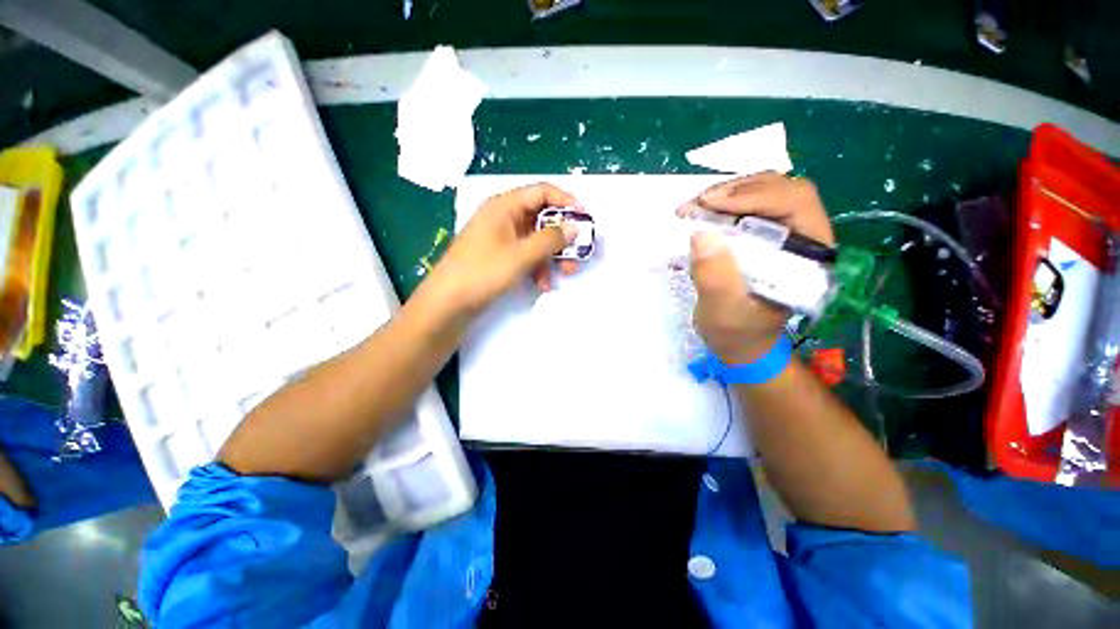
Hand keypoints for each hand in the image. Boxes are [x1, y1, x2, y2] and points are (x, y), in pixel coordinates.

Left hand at [428, 183, 581, 314]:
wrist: (448, 304)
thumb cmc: (482, 272)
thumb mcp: (521, 255)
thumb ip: (550, 240)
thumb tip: (574, 228)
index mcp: (504, 206)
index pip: (542, 192)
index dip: (566, 202)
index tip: (585, 220)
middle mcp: (503, 217)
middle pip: (542, 217)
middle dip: (562, 236)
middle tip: (578, 253)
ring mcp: (501, 238)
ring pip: (536, 239)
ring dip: (552, 255)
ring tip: (565, 274)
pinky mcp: (500, 256)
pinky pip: (526, 255)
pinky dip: (538, 267)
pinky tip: (543, 284)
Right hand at [680, 172, 834, 363]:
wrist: (740, 344)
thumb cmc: (738, 333)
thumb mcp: (723, 313)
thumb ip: (715, 279)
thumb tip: (700, 234)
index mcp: (809, 255)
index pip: (795, 203)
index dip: (754, 195)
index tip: (709, 204)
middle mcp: (803, 237)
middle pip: (781, 189)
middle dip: (737, 190)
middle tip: (698, 204)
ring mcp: (783, 234)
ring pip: (764, 192)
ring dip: (727, 193)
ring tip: (695, 207)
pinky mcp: (763, 236)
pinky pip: (748, 206)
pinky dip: (723, 204)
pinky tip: (703, 213)